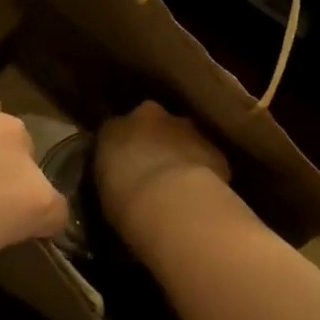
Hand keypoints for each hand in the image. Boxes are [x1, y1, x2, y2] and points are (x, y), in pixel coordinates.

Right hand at [96, 102, 256, 259]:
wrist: (173, 202)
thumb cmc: (125, 201)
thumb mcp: (106, 190)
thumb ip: (114, 175)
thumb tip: (123, 178)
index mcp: (115, 128)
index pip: (116, 130)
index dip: (123, 148)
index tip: (125, 168)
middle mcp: (150, 117)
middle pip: (153, 124)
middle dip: (154, 143)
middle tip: (153, 174)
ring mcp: (186, 128)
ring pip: (183, 137)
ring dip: (181, 154)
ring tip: (180, 188)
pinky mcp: (214, 148)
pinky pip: (207, 157)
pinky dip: (205, 170)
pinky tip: (203, 195)